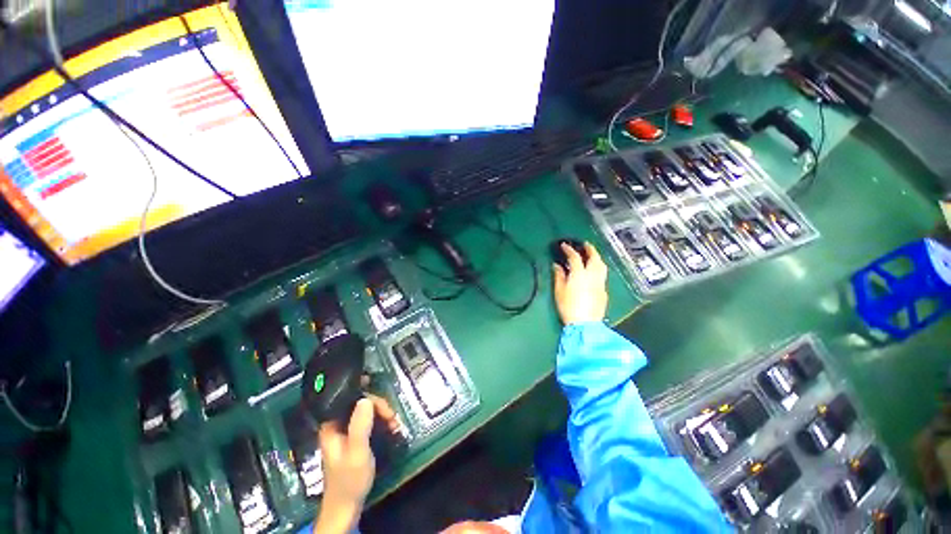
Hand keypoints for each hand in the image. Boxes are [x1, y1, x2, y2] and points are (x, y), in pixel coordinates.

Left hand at [315, 395, 399, 533]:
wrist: (346, 507)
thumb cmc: (349, 480)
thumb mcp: (357, 452)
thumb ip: (360, 426)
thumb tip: (366, 398)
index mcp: (331, 425)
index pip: (350, 398)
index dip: (369, 397)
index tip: (384, 406)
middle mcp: (337, 424)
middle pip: (360, 403)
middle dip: (379, 408)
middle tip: (392, 418)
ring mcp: (346, 431)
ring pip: (366, 412)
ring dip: (382, 415)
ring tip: (394, 425)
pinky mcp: (354, 438)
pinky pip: (369, 422)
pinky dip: (381, 423)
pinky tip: (391, 429)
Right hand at [552, 242, 607, 324]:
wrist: (585, 324)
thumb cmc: (568, 307)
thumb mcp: (559, 291)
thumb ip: (559, 276)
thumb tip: (557, 266)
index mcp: (580, 274)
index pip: (575, 257)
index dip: (569, 249)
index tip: (564, 245)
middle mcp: (592, 276)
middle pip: (594, 258)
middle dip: (590, 249)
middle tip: (585, 244)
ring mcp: (600, 283)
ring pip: (602, 266)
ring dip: (597, 258)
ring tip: (591, 255)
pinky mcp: (604, 291)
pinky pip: (602, 275)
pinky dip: (598, 269)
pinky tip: (593, 272)